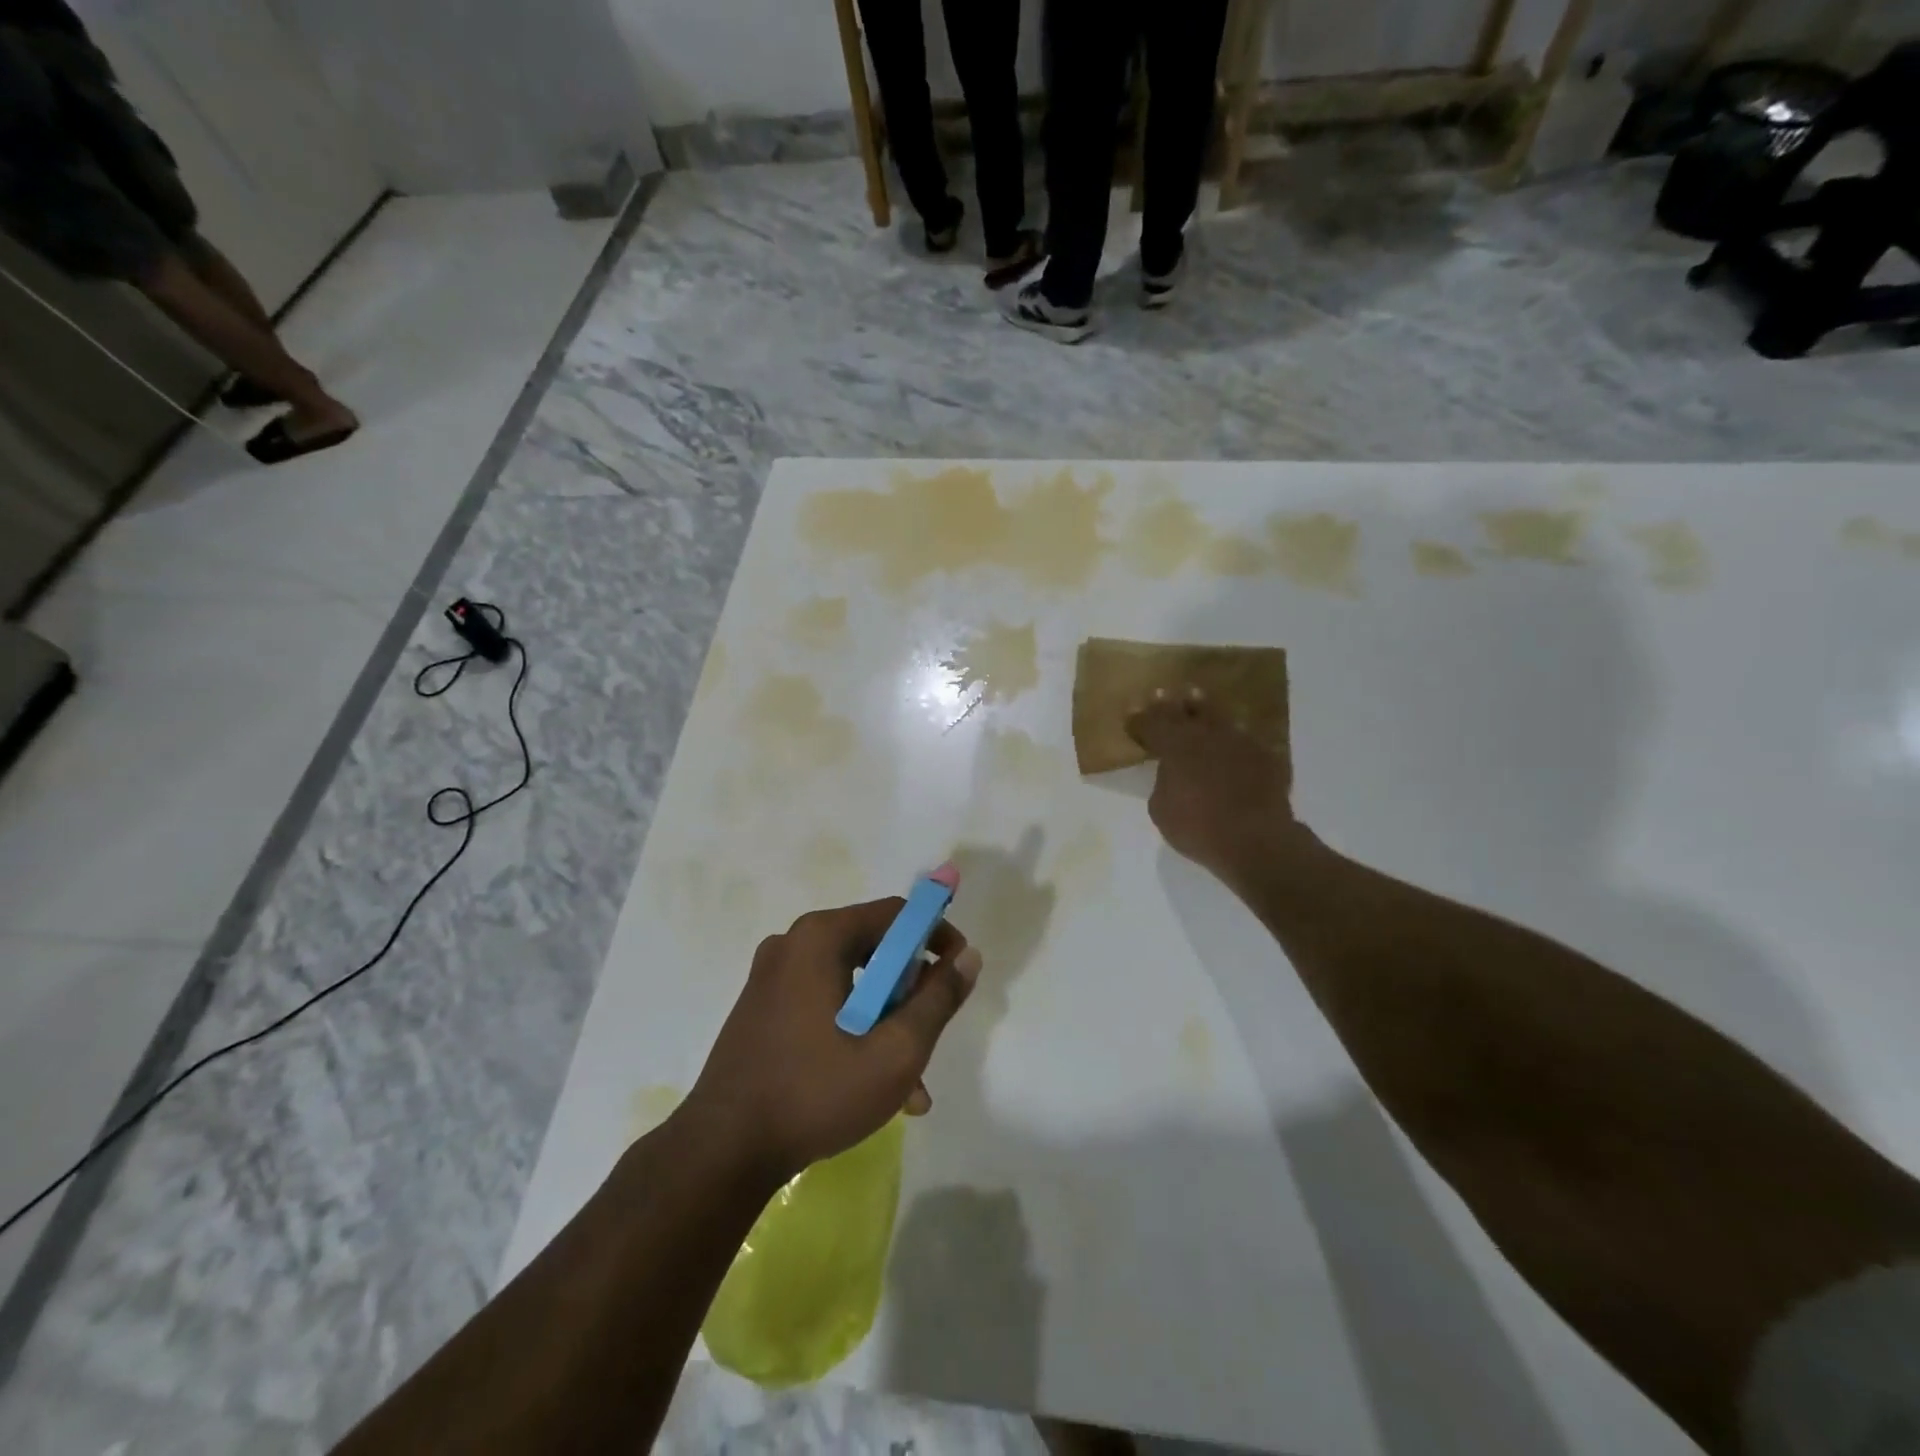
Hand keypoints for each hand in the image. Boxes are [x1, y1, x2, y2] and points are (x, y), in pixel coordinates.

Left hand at [683, 899, 980, 1183]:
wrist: (721, 1153)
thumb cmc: (815, 1094)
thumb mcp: (895, 1051)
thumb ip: (938, 999)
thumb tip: (969, 956)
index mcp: (821, 937)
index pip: (896, 914)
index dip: (936, 937)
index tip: (959, 973)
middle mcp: (793, 943)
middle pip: (874, 948)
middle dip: (911, 991)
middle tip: (931, 1033)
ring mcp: (772, 976)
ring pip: (852, 982)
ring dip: (886, 1021)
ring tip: (910, 1082)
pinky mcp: (763, 1007)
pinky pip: (825, 1002)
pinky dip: (854, 1029)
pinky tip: (872, 1084)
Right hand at [1126, 688, 1297, 887]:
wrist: (1256, 840)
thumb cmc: (1198, 827)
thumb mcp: (1161, 809)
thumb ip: (1163, 782)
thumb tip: (1171, 771)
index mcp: (1174, 745)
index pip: (1150, 724)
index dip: (1139, 719)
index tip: (1131, 713)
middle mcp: (1205, 734)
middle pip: (1184, 712)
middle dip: (1169, 704)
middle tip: (1161, 693)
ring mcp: (1238, 741)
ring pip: (1216, 717)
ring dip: (1203, 708)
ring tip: (1196, 698)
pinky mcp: (1264, 755)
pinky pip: (1242, 737)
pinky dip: (1232, 735)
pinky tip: (1231, 735)